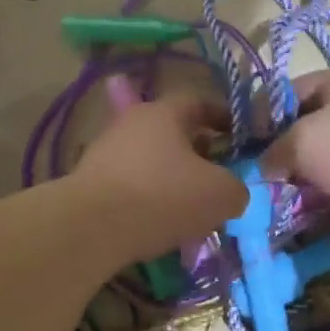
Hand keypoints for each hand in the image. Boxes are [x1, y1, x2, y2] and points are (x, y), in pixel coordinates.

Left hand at [72, 93, 246, 257]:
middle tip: (217, 180)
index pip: (200, 103)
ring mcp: (106, 152)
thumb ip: (236, 188)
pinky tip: (160, 227)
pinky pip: (131, 187)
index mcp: (165, 113)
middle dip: (198, 155)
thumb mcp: (221, 194)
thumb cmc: (163, 196)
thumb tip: (232, 192)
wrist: (90, 227)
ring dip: (173, 181)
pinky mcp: (90, 183)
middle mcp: (132, 123)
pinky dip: (148, 201)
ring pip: (152, 162)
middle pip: (174, 134)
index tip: (239, 137)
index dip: (224, 118)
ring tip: (190, 211)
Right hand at [257, 69, 329, 214]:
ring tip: (288, 193)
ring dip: (309, 172)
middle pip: (308, 122)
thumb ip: (274, 152)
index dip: (261, 116)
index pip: (285, 91)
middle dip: (285, 149)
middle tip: (266, 175)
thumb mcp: (303, 143)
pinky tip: (318, 202)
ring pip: (328, 150)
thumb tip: (265, 167)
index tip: (245, 146)